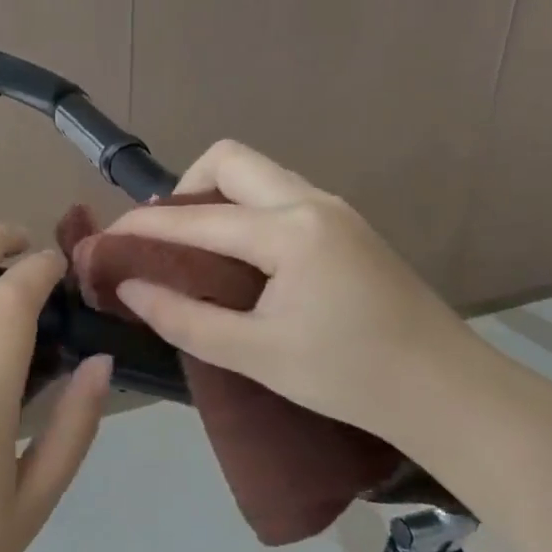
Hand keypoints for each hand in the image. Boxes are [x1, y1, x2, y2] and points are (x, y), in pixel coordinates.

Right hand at [109, 141, 483, 449]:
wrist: (448, 392)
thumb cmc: (349, 377)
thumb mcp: (256, 354)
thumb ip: (184, 317)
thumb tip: (129, 286)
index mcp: (289, 231)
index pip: (196, 217)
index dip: (142, 228)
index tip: (104, 241)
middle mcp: (312, 202)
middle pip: (229, 159)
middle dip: (184, 189)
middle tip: (164, 240)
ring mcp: (335, 209)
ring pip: (258, 174)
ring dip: (216, 198)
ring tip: (194, 250)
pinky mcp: (347, 226)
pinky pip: (279, 195)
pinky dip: (245, 211)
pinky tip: (240, 259)